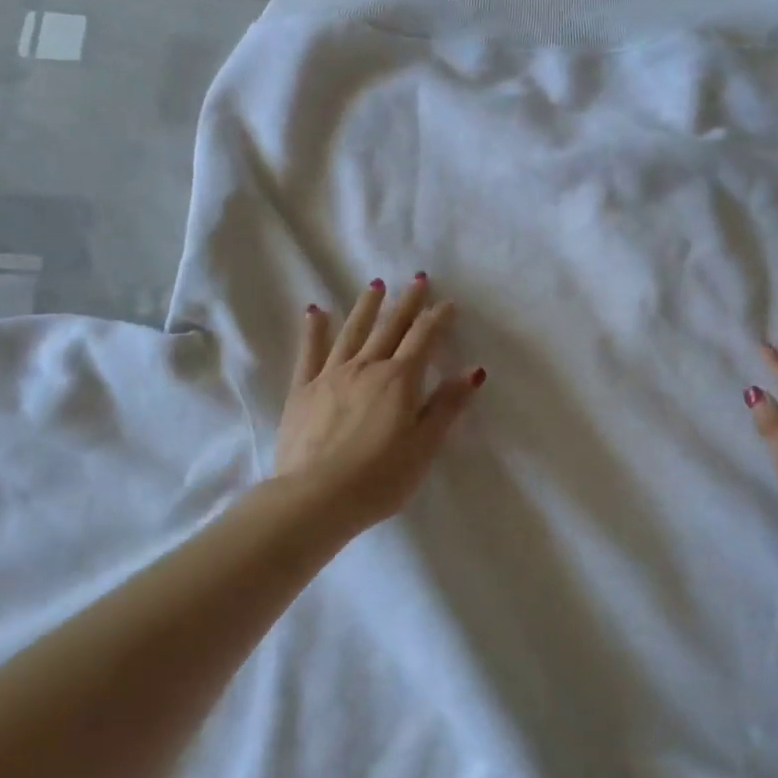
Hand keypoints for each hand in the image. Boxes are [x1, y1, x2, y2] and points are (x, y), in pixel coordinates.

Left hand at [274, 274, 484, 532]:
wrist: (316, 497)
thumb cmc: (380, 478)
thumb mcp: (424, 446)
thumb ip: (447, 405)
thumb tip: (474, 370)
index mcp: (399, 380)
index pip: (423, 339)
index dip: (437, 319)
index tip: (447, 303)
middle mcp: (366, 367)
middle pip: (390, 327)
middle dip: (407, 303)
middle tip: (417, 280)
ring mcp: (330, 375)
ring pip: (352, 332)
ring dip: (366, 307)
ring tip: (375, 285)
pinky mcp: (303, 390)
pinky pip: (310, 352)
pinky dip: (314, 329)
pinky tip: (315, 311)